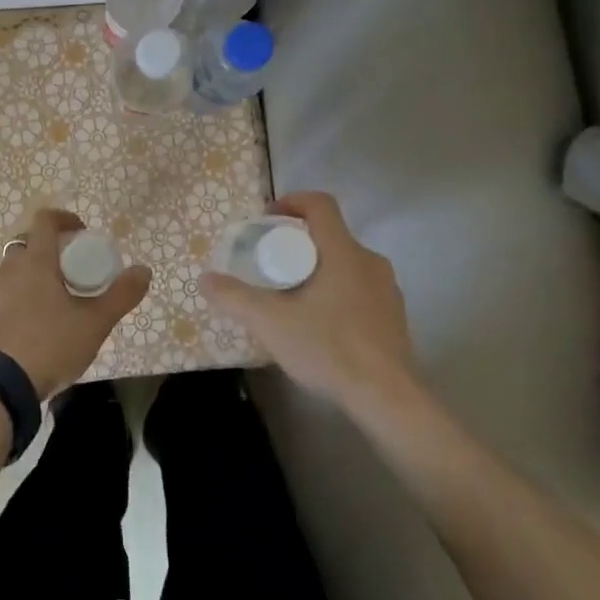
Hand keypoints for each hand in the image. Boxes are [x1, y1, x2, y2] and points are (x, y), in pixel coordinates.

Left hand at [0, 208, 151, 399]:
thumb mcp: (95, 322)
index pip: (45, 220)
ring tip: (56, 298)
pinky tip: (36, 322)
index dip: (64, 219)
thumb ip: (121, 295)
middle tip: (72, 269)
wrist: (0, 384)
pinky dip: (21, 296)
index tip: (82, 232)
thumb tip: (144, 270)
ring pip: (15, 269)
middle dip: (50, 248)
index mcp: (35, 260)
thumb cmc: (50, 344)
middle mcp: (9, 268)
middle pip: (28, 243)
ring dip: (34, 273)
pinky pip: (5, 293)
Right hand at [200, 191, 418, 409]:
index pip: (320, 204)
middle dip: (298, 242)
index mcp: (343, 251)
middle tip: (271, 263)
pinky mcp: (394, 316)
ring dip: (318, 267)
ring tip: (292, 294)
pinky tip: (319, 322)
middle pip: (330, 234)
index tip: (268, 220)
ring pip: (346, 262)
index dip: (292, 201)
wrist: (388, 398)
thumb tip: (205, 279)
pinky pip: (359, 287)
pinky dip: (336, 291)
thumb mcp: (270, 322)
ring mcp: (387, 289)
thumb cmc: (329, 348)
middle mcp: (369, 261)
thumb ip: (234, 297)